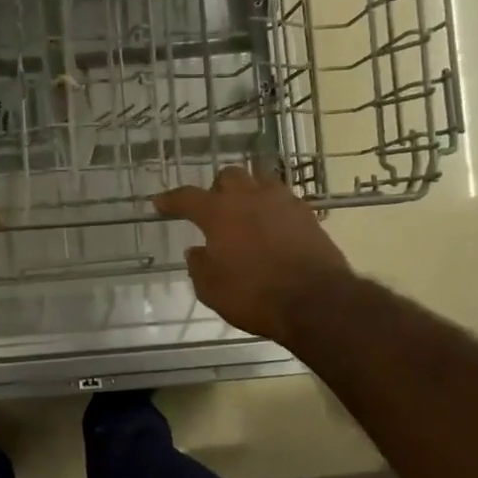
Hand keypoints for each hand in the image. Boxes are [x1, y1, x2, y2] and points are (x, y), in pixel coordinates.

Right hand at [155, 168, 350, 344]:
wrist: (317, 301)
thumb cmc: (254, 296)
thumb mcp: (212, 290)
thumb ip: (199, 266)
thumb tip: (198, 250)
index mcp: (219, 213)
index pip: (187, 198)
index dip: (171, 199)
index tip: (160, 203)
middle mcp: (249, 198)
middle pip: (229, 176)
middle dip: (217, 188)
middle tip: (215, 208)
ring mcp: (282, 202)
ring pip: (261, 180)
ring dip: (249, 191)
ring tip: (247, 211)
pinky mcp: (308, 215)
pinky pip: (284, 199)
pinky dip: (273, 208)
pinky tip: (273, 226)